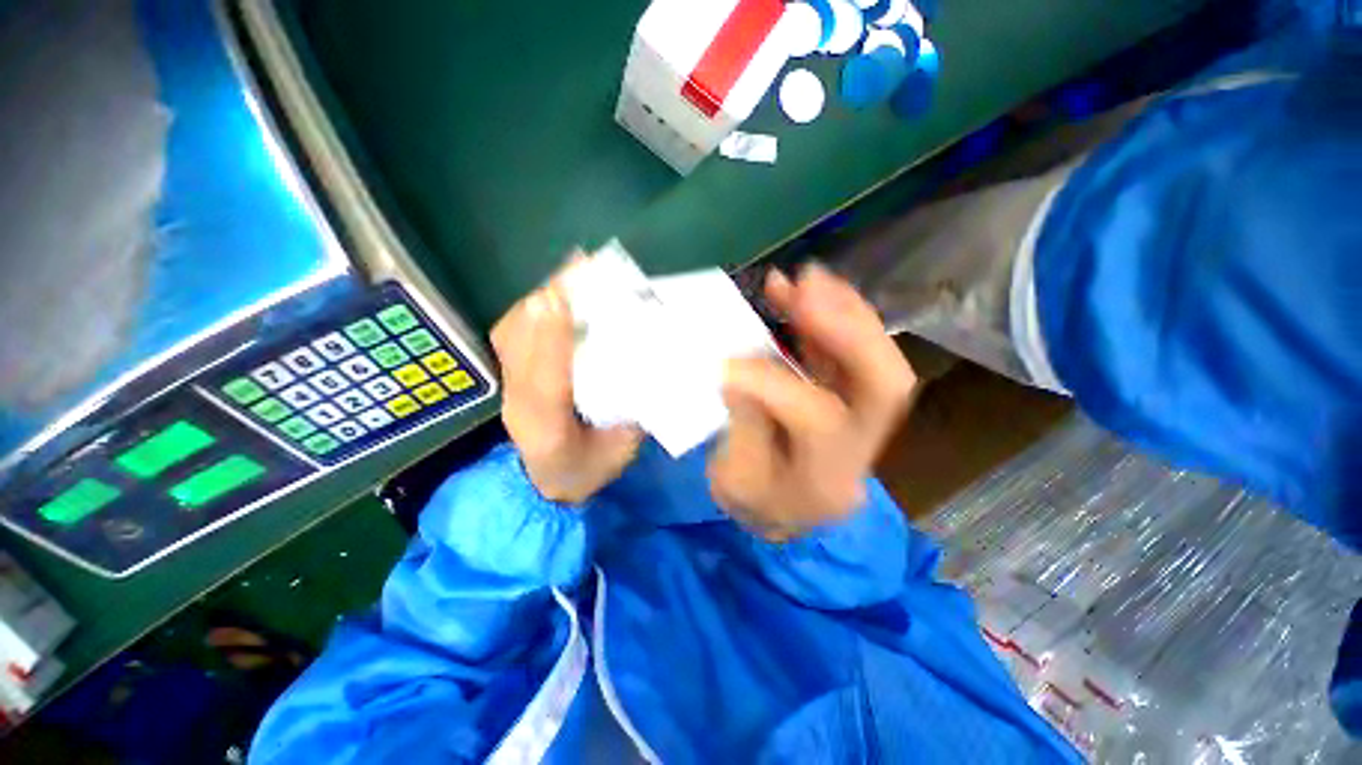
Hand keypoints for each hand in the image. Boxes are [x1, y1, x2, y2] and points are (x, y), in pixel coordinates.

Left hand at [491, 264, 642, 503]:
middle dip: (547, 302)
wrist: (546, 488)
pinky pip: (511, 337)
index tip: (561, 295)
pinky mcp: (509, 380)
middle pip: (520, 345)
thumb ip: (633, 414)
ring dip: (541, 300)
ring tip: (569, 274)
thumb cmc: (587, 471)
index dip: (552, 338)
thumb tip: (649, 370)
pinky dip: (532, 311)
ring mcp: (508, 389)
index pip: (546, 381)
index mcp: (549, 429)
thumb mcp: (618, 452)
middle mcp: (519, 403)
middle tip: (578, 267)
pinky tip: (554, 296)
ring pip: (512, 335)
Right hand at [707, 264, 917, 539]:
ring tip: (806, 278)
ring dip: (841, 310)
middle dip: (848, 328)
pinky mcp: (849, 395)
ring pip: (875, 358)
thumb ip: (743, 426)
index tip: (726, 365)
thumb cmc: (755, 502)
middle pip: (884, 384)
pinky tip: (798, 293)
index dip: (772, 383)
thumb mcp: (736, 480)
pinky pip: (848, 350)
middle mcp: (860, 446)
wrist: (785, 513)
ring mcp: (862, 417)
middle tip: (807, 288)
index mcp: (828, 479)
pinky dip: (828, 317)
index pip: (817, 419)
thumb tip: (739, 369)